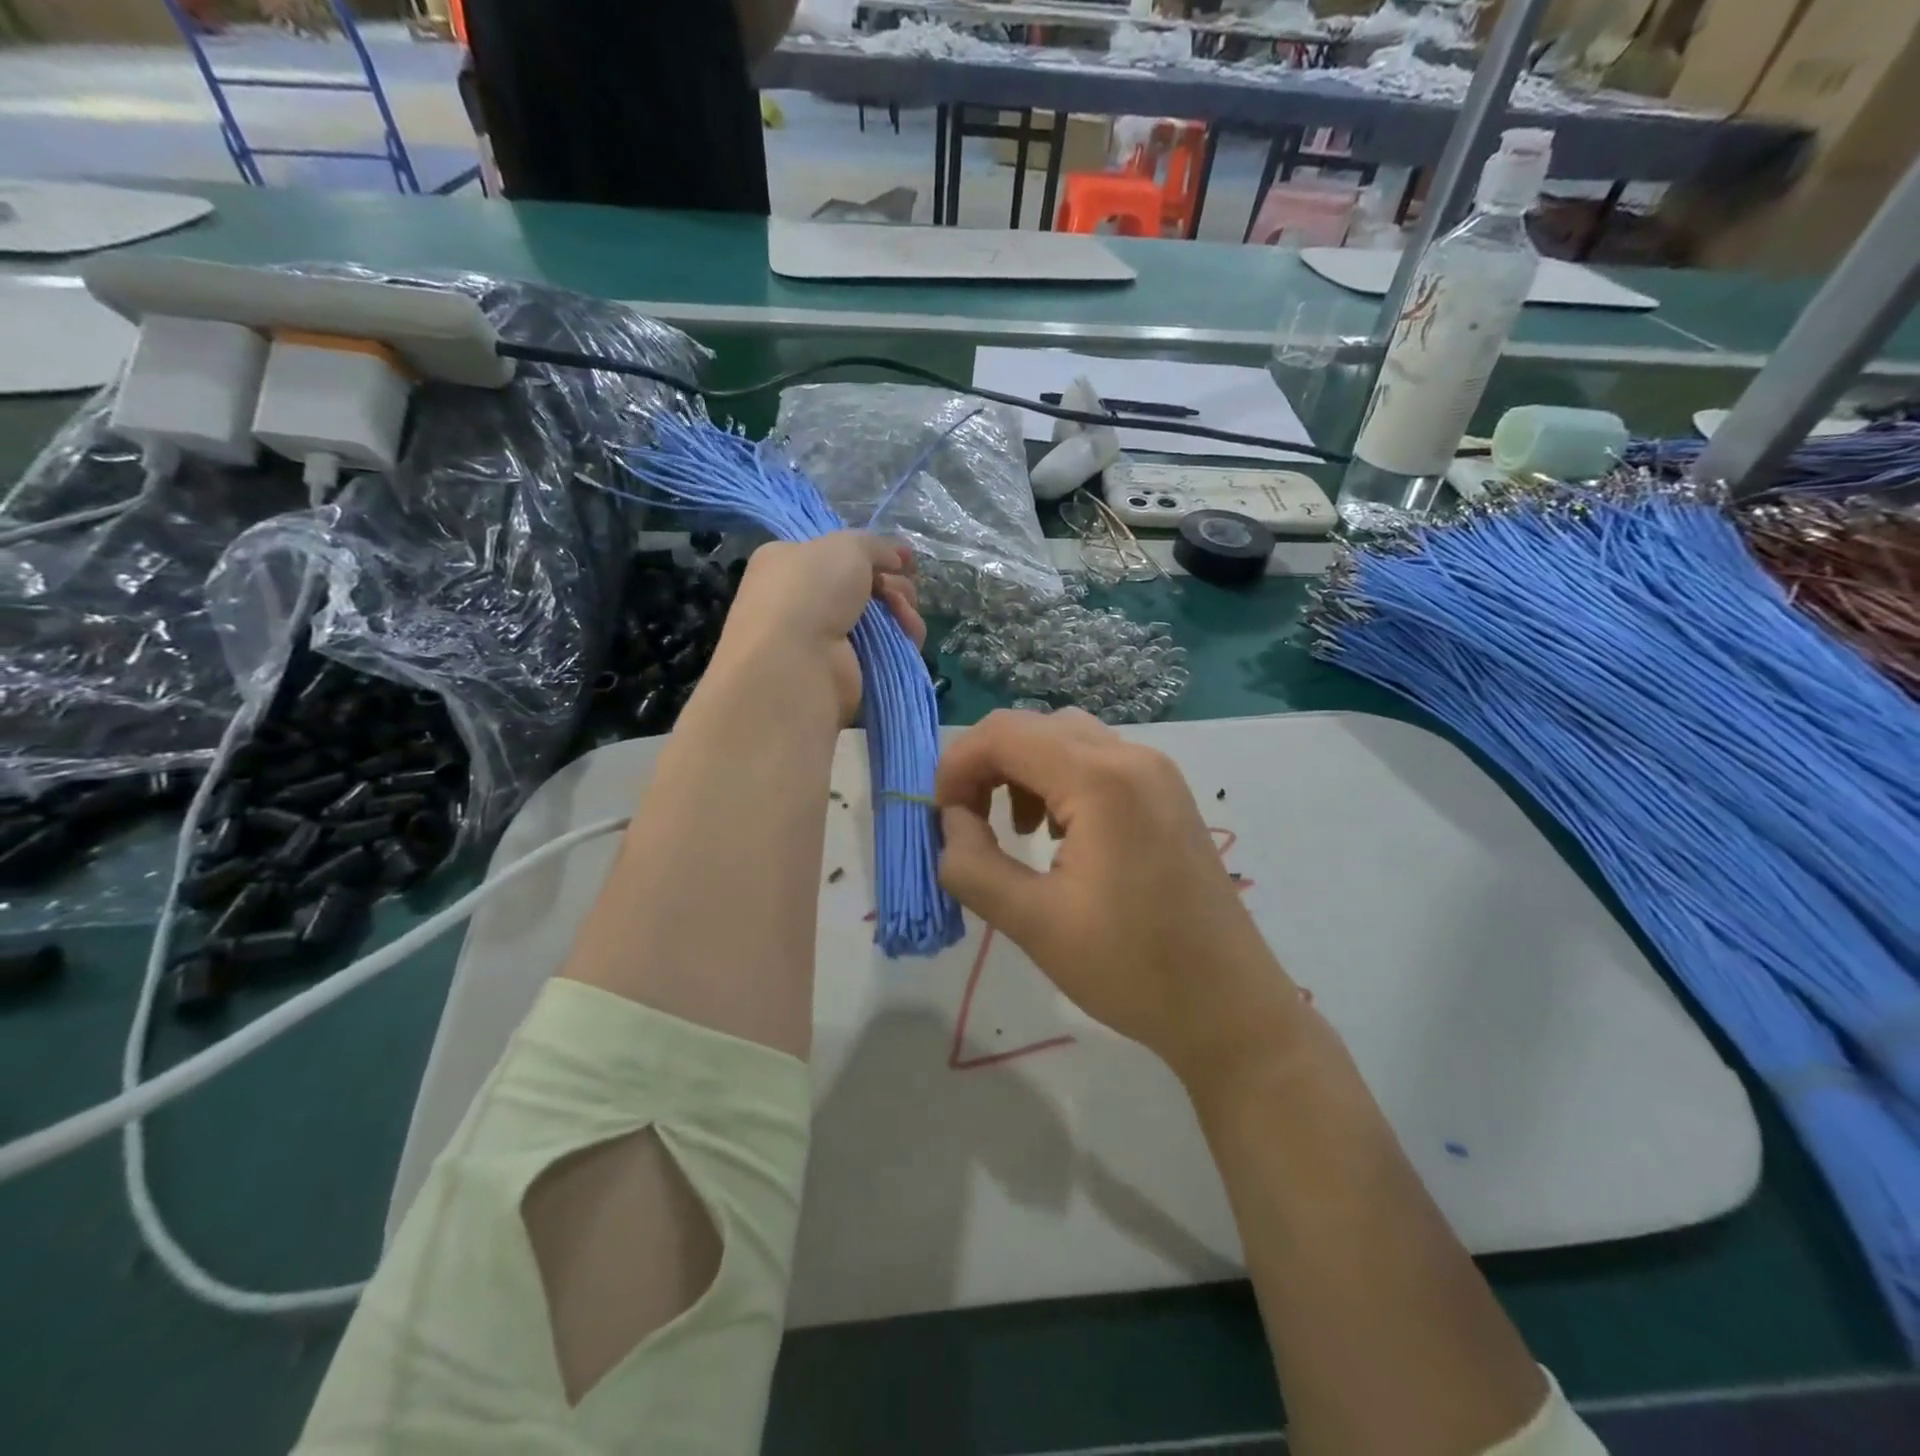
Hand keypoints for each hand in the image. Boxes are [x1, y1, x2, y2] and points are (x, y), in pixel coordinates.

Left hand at [708, 533, 923, 725]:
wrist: (796, 660)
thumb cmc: (810, 590)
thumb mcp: (845, 546)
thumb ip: (875, 545)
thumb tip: (897, 557)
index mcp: (789, 564)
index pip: (837, 554)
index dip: (873, 553)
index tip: (903, 559)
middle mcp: (804, 600)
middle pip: (865, 586)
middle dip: (892, 584)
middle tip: (898, 590)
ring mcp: (826, 638)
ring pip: (880, 616)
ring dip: (901, 609)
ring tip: (904, 612)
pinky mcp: (848, 669)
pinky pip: (886, 647)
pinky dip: (903, 638)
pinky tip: (910, 633)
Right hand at [936, 709, 1304, 1080]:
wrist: (1229, 1007)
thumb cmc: (1132, 969)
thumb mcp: (1033, 923)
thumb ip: (972, 864)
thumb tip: (950, 822)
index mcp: (1101, 779)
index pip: (1003, 734)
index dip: (956, 766)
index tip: (939, 818)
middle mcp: (1132, 756)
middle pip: (1033, 727)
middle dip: (985, 766)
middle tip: (966, 823)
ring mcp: (1157, 771)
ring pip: (1065, 738)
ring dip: (1022, 770)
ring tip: (1015, 830)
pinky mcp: (1166, 793)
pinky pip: (1097, 760)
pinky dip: (1059, 779)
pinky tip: (1059, 833)